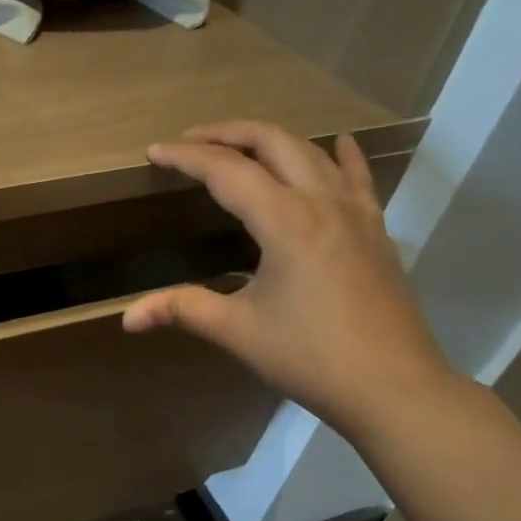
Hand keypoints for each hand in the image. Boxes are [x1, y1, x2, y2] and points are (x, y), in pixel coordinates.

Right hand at [124, 121, 456, 440]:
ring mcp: (356, 213)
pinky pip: (355, 178)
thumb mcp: (238, 331)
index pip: (227, 171)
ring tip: (239, 145)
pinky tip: (338, 144)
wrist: (393, 387)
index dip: (187, 157)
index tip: (154, 152)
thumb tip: (128, 318)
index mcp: (285, 222)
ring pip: (312, 153)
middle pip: (273, 143)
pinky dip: (340, 155)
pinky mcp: (375, 231)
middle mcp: (322, 203)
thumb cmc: (310, 357)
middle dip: (227, 133)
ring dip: (271, 140)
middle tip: (190, 140)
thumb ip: (183, 310)